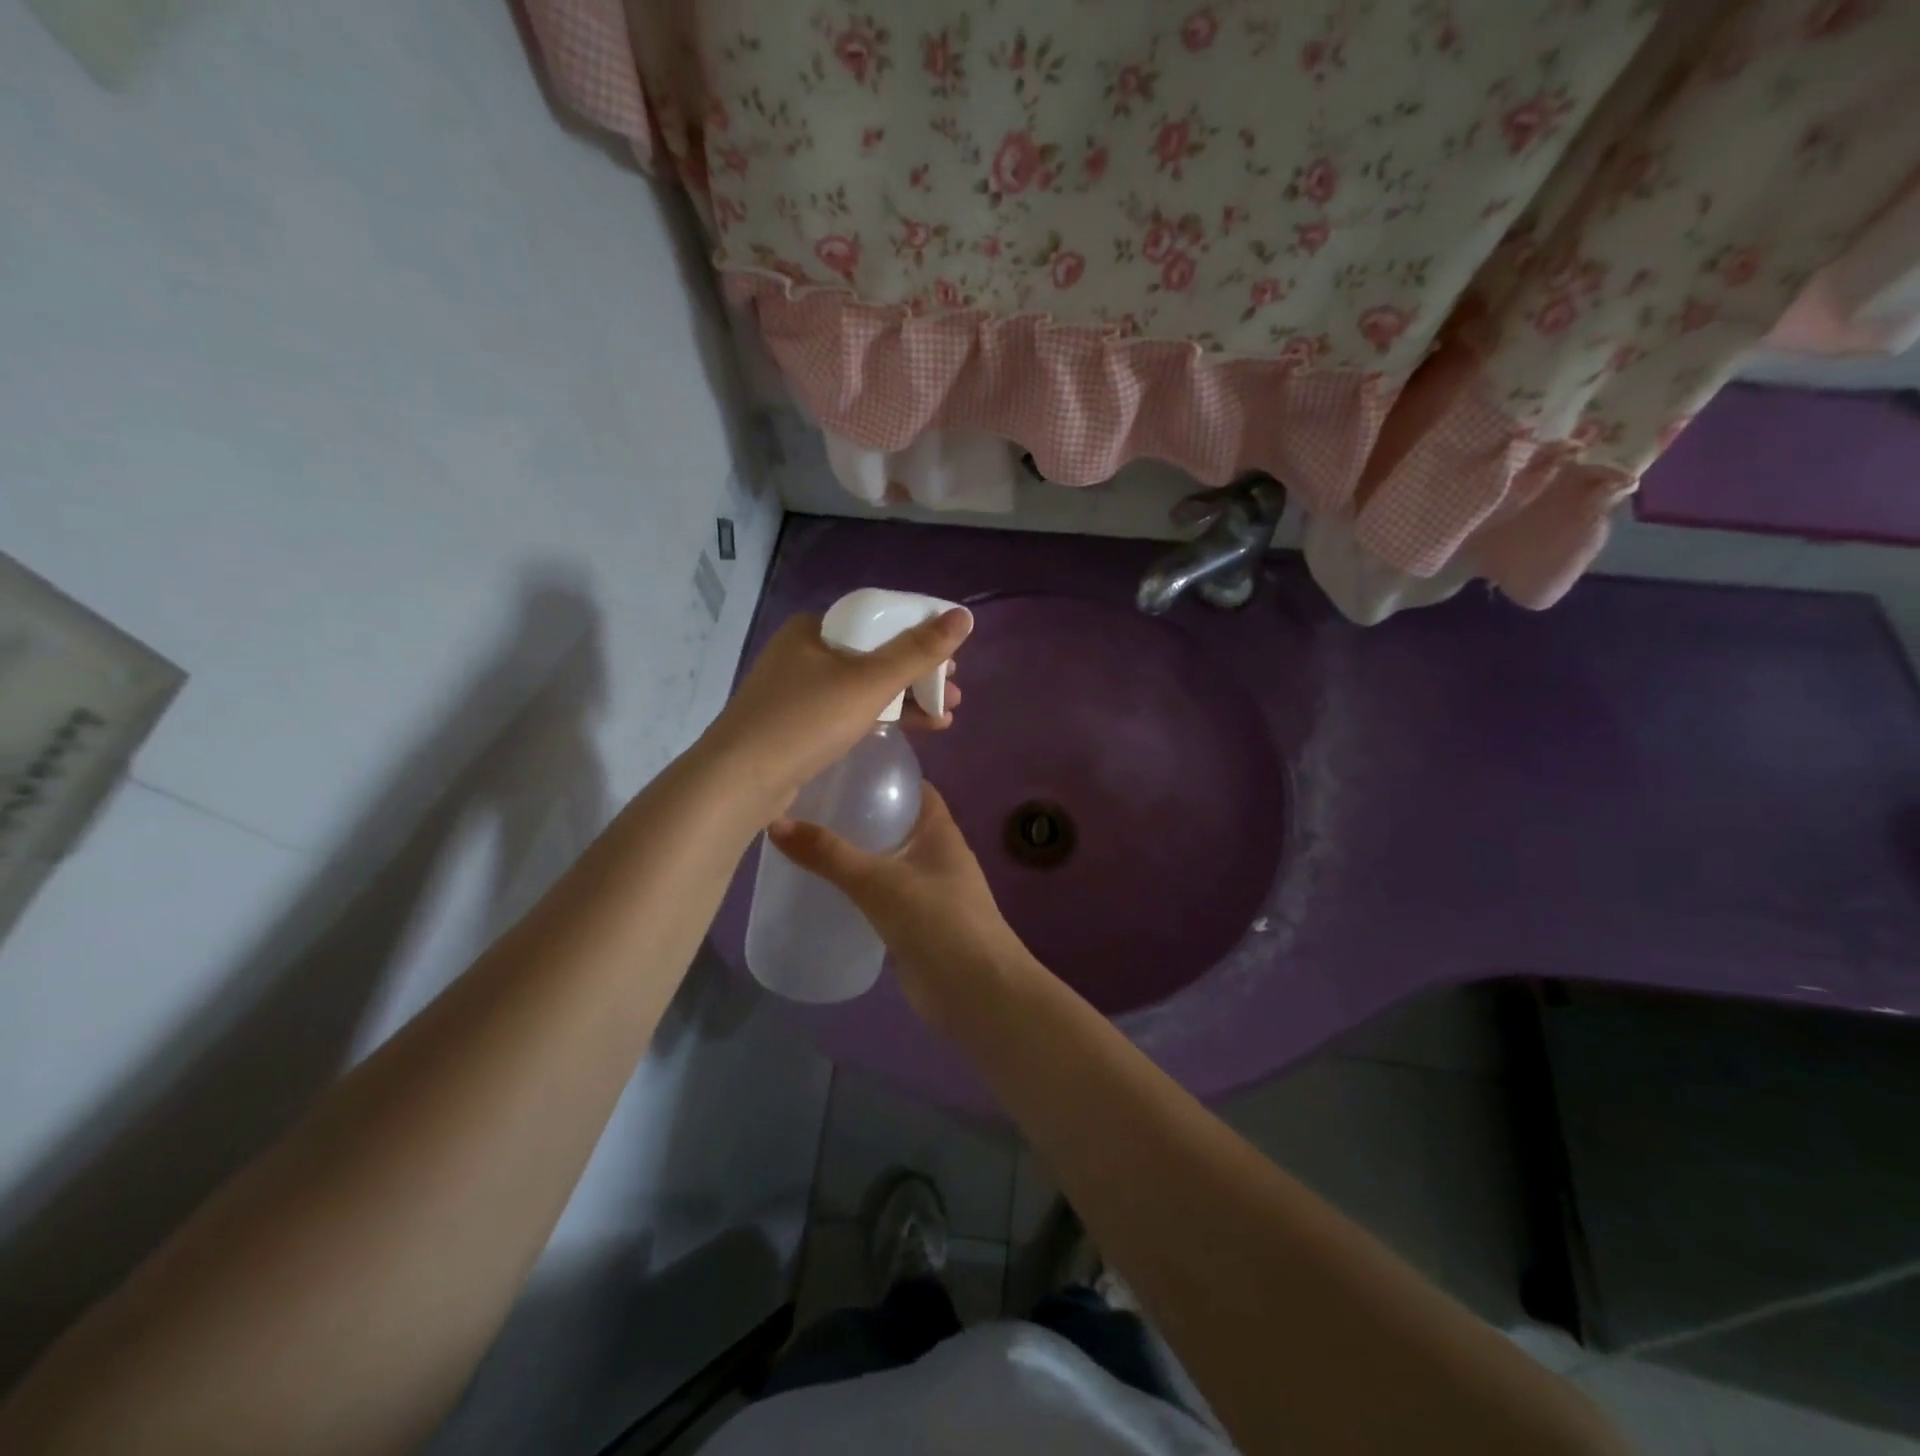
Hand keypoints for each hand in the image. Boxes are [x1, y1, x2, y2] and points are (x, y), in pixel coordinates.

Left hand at [704, 607, 970, 821]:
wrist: (739, 781)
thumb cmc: (805, 721)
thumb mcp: (869, 683)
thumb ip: (917, 651)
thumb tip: (963, 617)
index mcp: (815, 628)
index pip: (880, 618)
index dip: (922, 634)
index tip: (953, 658)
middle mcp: (805, 651)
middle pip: (875, 653)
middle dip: (920, 674)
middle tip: (953, 693)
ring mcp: (799, 689)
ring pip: (865, 684)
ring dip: (907, 698)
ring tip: (946, 716)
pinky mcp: (798, 723)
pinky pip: (850, 709)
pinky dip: (882, 715)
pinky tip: (913, 728)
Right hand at [768, 786, 1040, 1029]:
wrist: (976, 993)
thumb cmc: (937, 921)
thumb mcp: (878, 881)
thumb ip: (829, 854)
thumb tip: (775, 823)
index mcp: (939, 831)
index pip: (911, 787)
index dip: (880, 774)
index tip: (838, 766)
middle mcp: (935, 855)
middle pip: (892, 823)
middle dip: (856, 815)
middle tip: (805, 806)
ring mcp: (926, 891)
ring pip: (884, 862)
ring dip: (853, 856)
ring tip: (802, 844)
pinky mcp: (913, 925)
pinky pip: (879, 898)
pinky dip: (855, 893)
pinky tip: (820, 893)